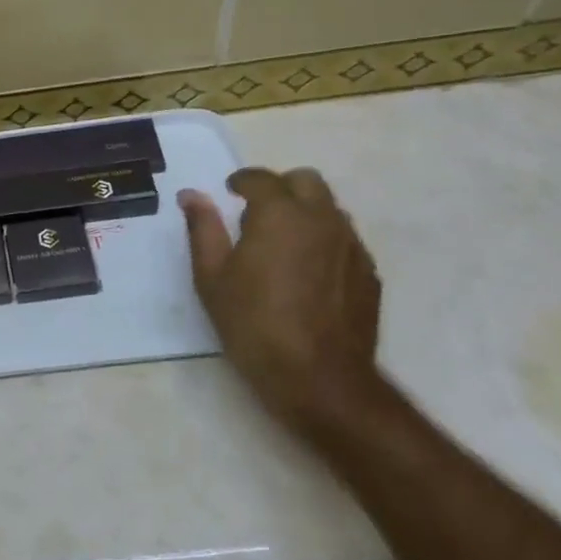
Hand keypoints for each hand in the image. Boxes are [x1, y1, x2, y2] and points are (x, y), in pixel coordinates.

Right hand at [179, 168, 382, 440]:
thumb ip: (203, 228)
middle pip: (306, 181)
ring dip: (305, 213)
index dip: (241, 181)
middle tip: (257, 214)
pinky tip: (307, 273)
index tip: (229, 193)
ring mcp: (351, 245)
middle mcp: (321, 219)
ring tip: (283, 245)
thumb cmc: (254, 324)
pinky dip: (324, 241)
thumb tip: (191, 195)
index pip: (261, 178)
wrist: (320, 381)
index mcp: (279, 213)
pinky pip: (344, 240)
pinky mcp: (369, 273)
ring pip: (329, 209)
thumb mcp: (211, 277)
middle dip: (280, 188)